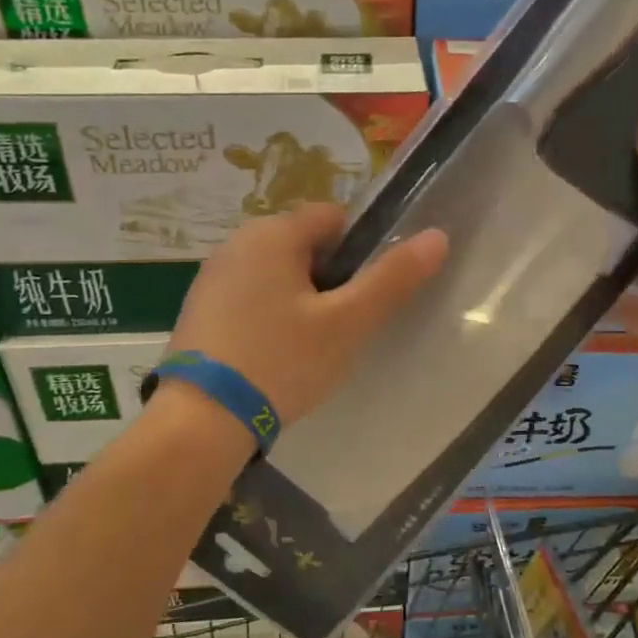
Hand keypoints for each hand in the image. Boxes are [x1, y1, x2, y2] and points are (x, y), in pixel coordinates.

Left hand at [167, 203, 448, 426]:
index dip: (358, 252)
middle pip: (304, 245)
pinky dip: (268, 316)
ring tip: (306, 347)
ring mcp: (212, 276)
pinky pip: (249, 297)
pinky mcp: (199, 309)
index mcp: (272, 233)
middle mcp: (236, 242)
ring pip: (276, 273)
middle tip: (338, 327)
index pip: (333, 217)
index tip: (360, 296)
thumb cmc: (281, 362)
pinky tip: (272, 356)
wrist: (201, 420)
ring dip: (299, 299)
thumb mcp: (347, 323)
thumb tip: (438, 237)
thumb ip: (393, 279)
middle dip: (328, 279)